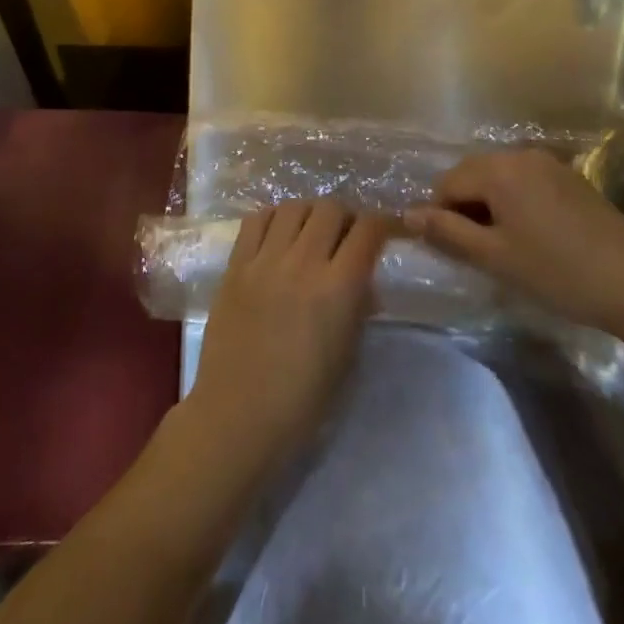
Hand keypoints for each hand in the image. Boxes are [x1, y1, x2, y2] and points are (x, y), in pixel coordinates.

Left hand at [179, 200, 385, 477]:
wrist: (238, 417)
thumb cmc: (302, 401)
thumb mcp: (348, 356)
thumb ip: (359, 309)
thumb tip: (365, 281)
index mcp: (338, 288)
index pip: (368, 231)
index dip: (384, 223)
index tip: (388, 230)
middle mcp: (302, 262)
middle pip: (330, 208)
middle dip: (347, 217)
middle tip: (347, 236)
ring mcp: (264, 260)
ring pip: (293, 206)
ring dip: (310, 214)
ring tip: (312, 233)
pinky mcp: (235, 265)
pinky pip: (256, 220)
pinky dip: (274, 218)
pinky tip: (279, 235)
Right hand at [403, 149, 623, 335]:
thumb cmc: (557, 272)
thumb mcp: (495, 257)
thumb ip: (447, 232)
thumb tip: (408, 214)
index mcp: (499, 169)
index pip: (447, 183)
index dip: (442, 215)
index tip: (456, 250)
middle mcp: (521, 155)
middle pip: (472, 174)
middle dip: (465, 207)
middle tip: (478, 251)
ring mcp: (549, 163)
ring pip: (499, 178)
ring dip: (490, 205)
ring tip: (504, 245)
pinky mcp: (571, 177)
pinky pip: (525, 181)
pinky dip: (515, 202)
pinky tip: (532, 236)